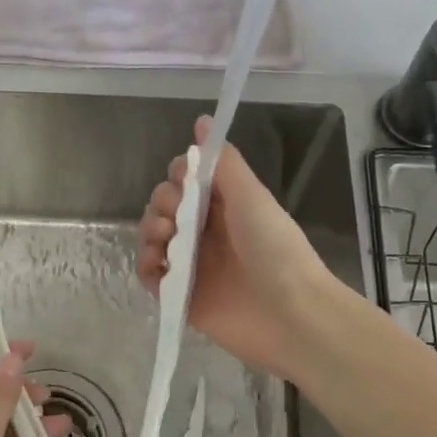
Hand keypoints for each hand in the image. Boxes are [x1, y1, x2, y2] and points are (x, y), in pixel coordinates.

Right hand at [136, 116, 335, 380]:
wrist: (290, 315)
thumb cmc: (274, 249)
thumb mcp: (251, 196)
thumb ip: (224, 162)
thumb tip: (202, 121)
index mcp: (225, 206)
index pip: (187, 181)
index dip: (178, 177)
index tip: (183, 182)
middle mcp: (206, 232)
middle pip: (165, 207)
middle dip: (161, 205)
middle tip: (174, 219)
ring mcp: (193, 265)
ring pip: (153, 238)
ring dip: (149, 232)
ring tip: (165, 243)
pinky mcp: (182, 297)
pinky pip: (150, 276)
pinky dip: (146, 267)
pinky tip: (157, 266)